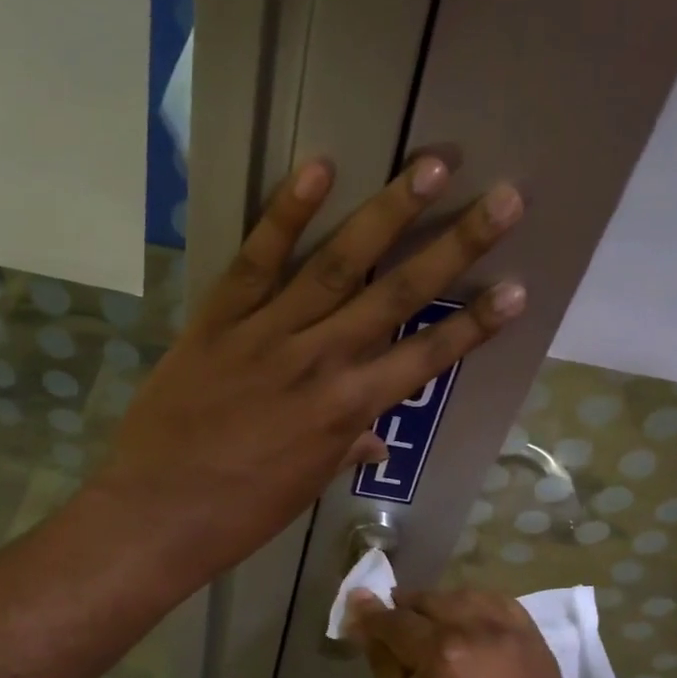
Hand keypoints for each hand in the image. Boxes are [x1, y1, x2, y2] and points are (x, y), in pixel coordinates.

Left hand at [95, 157, 525, 578]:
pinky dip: (286, 214)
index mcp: (347, 410)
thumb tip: (376, 439)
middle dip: (457, 245)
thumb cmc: (239, 513)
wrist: (157, 513)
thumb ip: (343, 448)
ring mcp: (269, 334)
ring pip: (338, 264)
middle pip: (398, 295)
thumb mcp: (304, 485)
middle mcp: (321, 361)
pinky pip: (256, 259)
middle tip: (504, 198)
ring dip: (389, 211)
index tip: (519, 289)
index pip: (425, 358)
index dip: (475, 324)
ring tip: (433, 164)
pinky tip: (319, 168)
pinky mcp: (219, 319)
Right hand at [346, 588, 586, 677]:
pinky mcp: (539, 645)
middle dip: (405, 611)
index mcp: (442, 654)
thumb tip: (362, 622)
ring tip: (430, 628)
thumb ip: (385, 664)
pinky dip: (480, 608)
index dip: (371, 617)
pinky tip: (470, 626)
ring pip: (468, 597)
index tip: (355, 614)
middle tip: (391, 631)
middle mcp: (480, 631)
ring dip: (442, 606)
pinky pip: (504, 607)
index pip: (395, 621)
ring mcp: (515, 635)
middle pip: (431, 601)